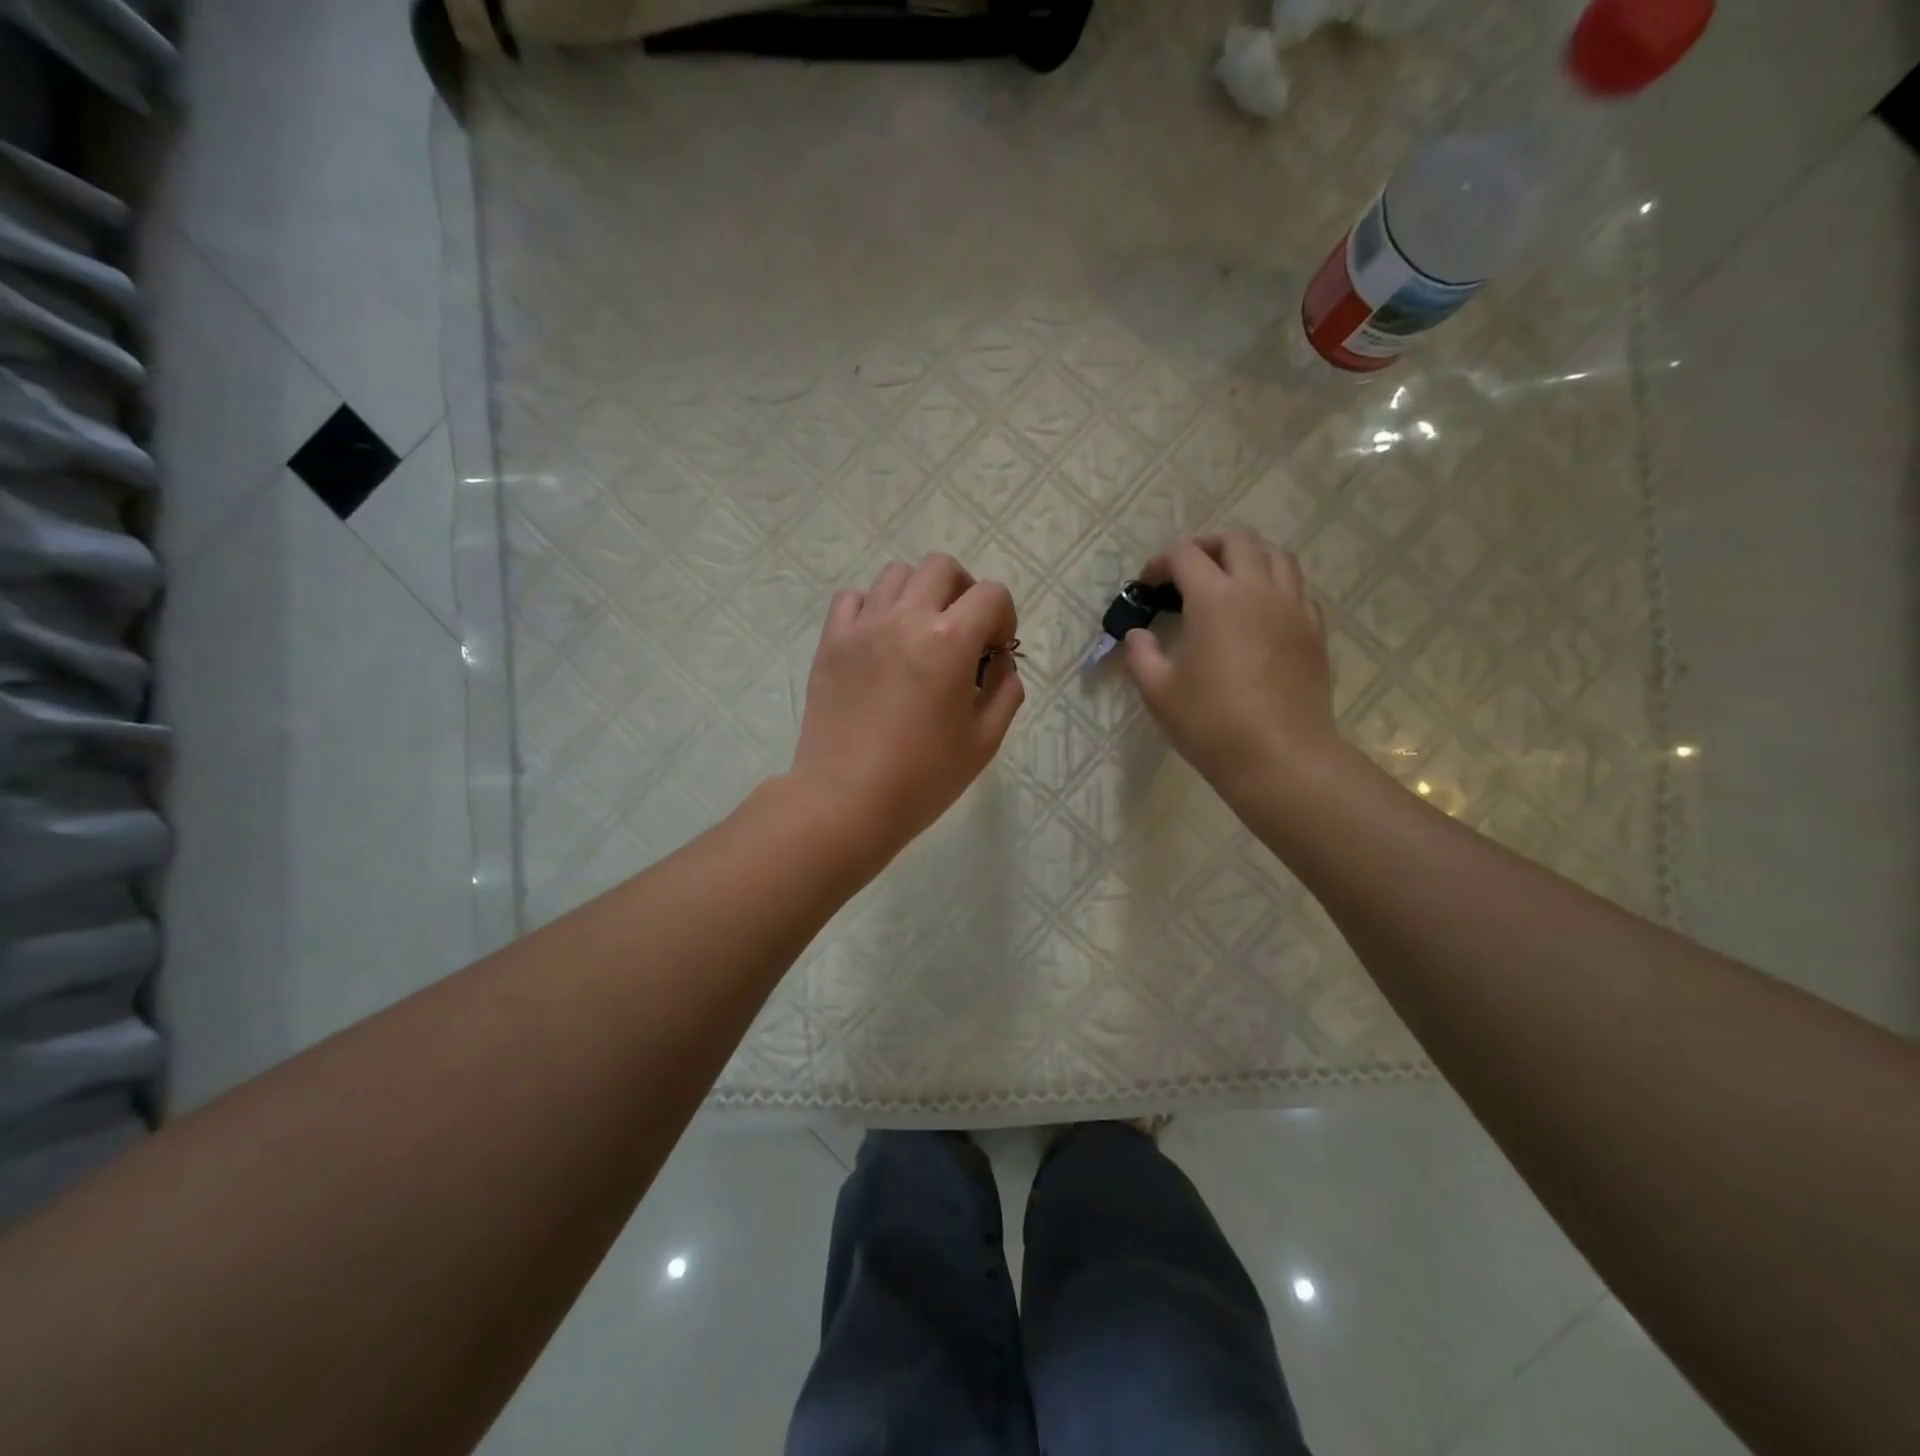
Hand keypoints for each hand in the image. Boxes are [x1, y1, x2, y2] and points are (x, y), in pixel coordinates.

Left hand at [789, 554, 1024, 857]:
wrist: (846, 800)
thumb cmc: (923, 777)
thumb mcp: (984, 741)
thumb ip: (1005, 691)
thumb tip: (999, 663)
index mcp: (949, 641)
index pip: (991, 594)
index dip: (1004, 617)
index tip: (995, 651)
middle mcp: (905, 618)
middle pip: (942, 568)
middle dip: (963, 592)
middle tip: (962, 632)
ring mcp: (862, 627)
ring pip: (896, 575)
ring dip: (918, 595)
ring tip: (918, 634)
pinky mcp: (831, 643)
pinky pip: (853, 599)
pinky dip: (873, 608)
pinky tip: (879, 641)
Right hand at [1124, 533, 1336, 795]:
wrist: (1279, 757)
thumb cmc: (1210, 723)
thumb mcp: (1157, 691)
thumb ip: (1141, 654)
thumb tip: (1138, 635)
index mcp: (1215, 599)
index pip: (1185, 555)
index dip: (1160, 563)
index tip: (1147, 585)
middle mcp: (1258, 590)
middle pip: (1236, 540)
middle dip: (1205, 546)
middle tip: (1186, 572)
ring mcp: (1293, 609)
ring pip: (1276, 557)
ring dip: (1247, 558)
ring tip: (1228, 582)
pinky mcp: (1314, 632)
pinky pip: (1297, 590)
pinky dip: (1275, 587)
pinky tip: (1260, 614)